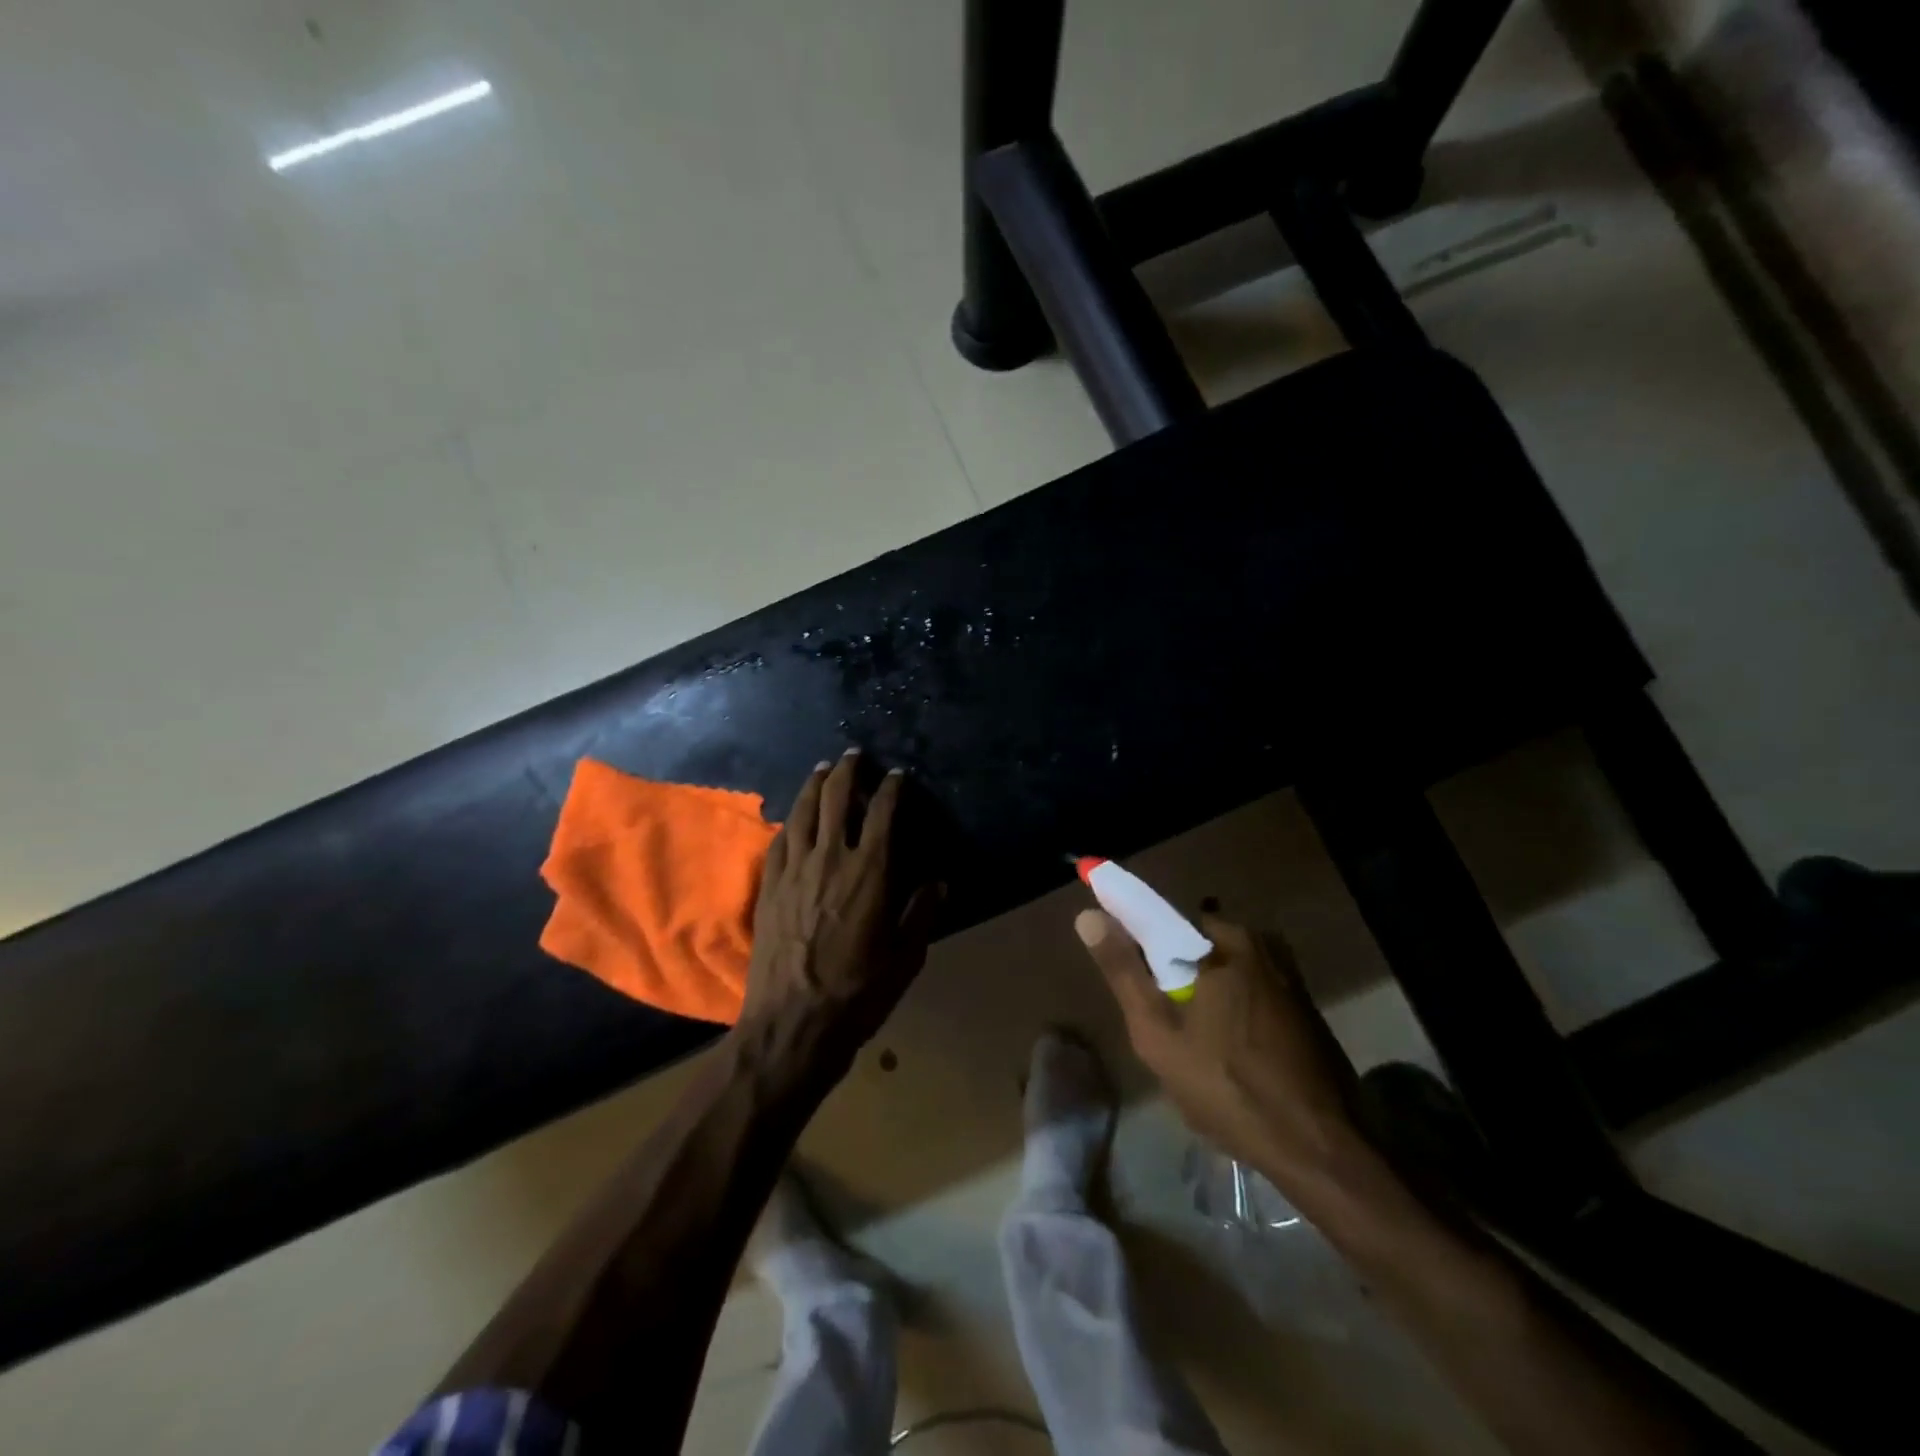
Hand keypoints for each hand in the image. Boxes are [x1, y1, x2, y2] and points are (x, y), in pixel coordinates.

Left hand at [735, 753, 942, 1086]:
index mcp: (869, 871)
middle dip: (847, 771)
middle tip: (855, 755)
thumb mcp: (906, 957)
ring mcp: (794, 869)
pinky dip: (790, 820)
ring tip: (822, 769)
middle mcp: (830, 858)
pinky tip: (793, 816)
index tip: (897, 775)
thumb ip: (922, 913)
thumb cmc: (858, 992)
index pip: (882, 813)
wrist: (792, 1022)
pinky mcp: (769, 886)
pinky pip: (779, 840)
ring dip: (814, 784)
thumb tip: (939, 881)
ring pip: (803, 811)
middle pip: (836, 798)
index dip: (891, 788)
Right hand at [1075, 908, 1366, 1190]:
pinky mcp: (1307, 1010)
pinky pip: (1255, 993)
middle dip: (1179, 975)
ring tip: (1197, 1045)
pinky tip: (1232, 1053)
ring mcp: (1292, 979)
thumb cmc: (1227, 1086)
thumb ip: (1123, 971)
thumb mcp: (1157, 1033)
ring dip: (1209, 995)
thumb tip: (1088, 916)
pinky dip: (1236, 1010)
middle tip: (1167, 1024)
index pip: (1169, 921)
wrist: (1317, 1149)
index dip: (1145, 947)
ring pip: (1230, 971)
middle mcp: (1264, 946)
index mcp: (1227, 941)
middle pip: (1201, 946)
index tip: (1140, 985)